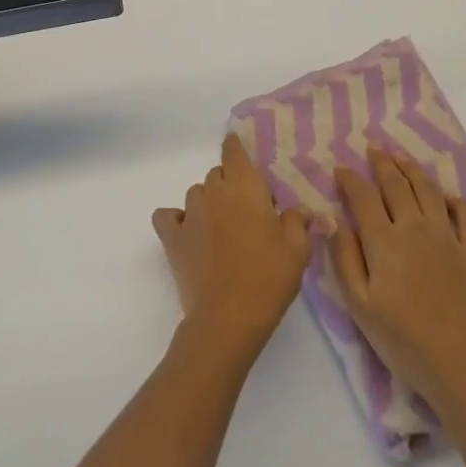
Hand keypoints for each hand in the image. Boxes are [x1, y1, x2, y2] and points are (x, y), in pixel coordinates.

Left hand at [153, 135, 311, 359]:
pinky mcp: (172, 238)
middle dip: (231, 185)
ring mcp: (190, 214)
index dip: (236, 147)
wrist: (228, 318)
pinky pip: (167, 217)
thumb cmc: (268, 278)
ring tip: (221, 228)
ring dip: (208, 203)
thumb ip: (297, 222)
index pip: (234, 151)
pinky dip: (175, 220)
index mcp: (245, 187)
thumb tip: (297, 210)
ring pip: (196, 194)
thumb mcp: (297, 251)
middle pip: (218, 174)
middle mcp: (214, 191)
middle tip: (248, 212)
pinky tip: (188, 233)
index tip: (240, 150)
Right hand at [331, 149, 465, 412]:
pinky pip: (465, 215)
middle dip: (382, 163)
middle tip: (373, 150)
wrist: (465, 367)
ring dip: (412, 169)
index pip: (363, 196)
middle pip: (397, 184)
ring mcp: (448, 237)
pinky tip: (446, 196)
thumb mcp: (361, 307)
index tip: (341, 169)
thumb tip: (335, 221)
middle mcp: (416, 228)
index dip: (350, 179)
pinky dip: (453, 200)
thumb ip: (346, 259)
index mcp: (385, 241)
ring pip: (428, 190)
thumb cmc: (405, 342)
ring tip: (401, 157)